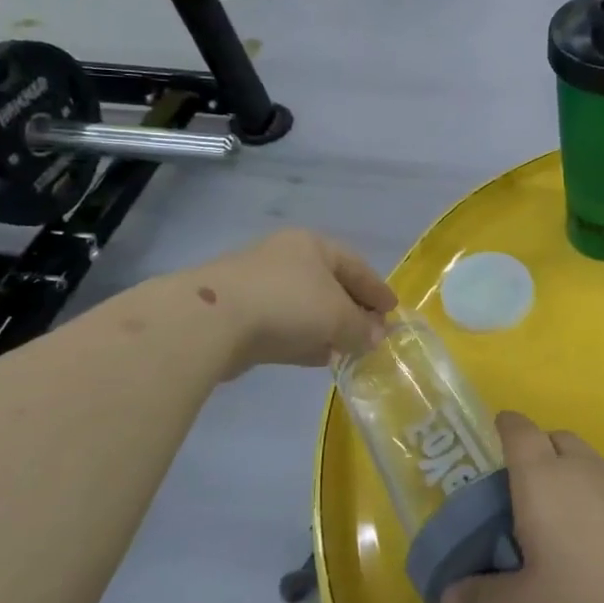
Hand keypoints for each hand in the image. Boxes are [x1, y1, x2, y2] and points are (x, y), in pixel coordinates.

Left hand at [191, 229, 396, 372]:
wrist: (210, 321)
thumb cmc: (288, 303)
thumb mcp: (338, 317)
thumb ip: (362, 329)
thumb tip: (377, 338)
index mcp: (312, 245)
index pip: (356, 265)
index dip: (377, 289)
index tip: (393, 311)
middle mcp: (286, 259)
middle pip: (330, 285)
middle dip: (352, 310)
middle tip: (372, 332)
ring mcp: (259, 286)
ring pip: (305, 308)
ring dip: (328, 328)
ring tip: (348, 350)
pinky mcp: (239, 316)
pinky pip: (283, 327)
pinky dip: (303, 340)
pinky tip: (317, 357)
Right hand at [442, 412, 603, 602]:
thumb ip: (480, 599)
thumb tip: (446, 596)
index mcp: (541, 477)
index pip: (519, 429)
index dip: (505, 427)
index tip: (495, 439)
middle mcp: (582, 465)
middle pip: (555, 438)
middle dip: (538, 453)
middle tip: (525, 497)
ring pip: (588, 462)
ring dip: (572, 478)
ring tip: (564, 526)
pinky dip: (601, 500)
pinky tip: (603, 544)